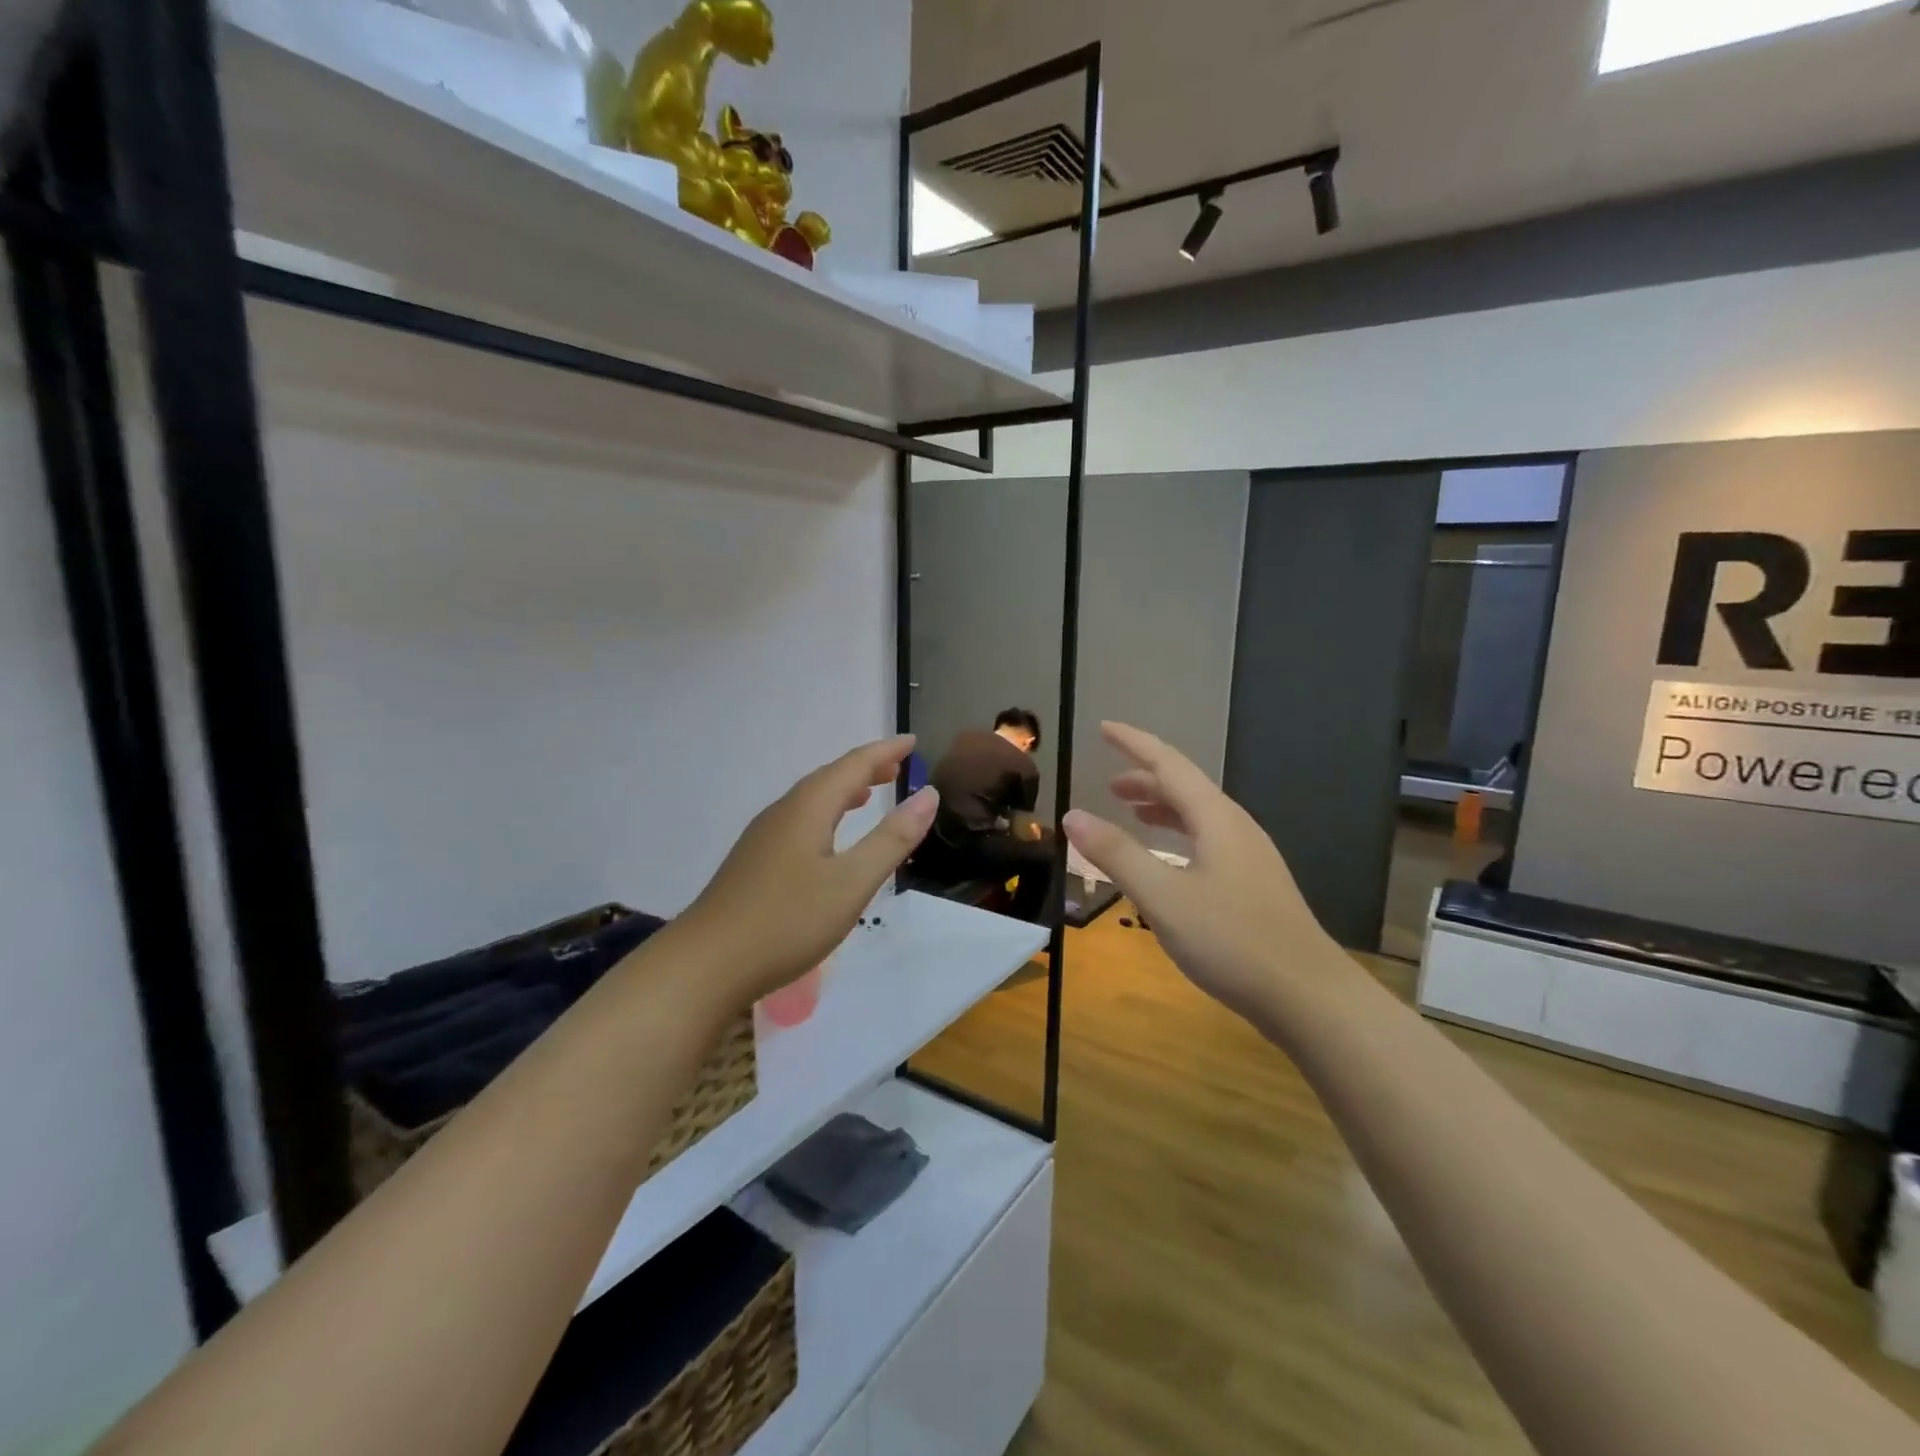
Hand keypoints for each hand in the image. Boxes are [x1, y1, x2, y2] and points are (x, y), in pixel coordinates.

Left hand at [675, 735, 937, 1008]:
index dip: (885, 751)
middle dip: (865, 768)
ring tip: (869, 792)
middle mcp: (783, 812)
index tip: (913, 742)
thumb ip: (892, 838)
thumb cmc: (787, 921)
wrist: (705, 965)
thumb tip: (928, 794)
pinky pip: (798, 821)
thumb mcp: (852, 882)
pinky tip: (827, 838)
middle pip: (829, 778)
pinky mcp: (753, 862)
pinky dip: (825, 814)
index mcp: (808, 808)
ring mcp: (763, 838)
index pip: (853, 765)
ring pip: (811, 800)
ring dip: (844, 790)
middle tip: (898, 766)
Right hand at [1062, 723, 1341, 1022]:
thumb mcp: (1162, 896)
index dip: (1134, 744)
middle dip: (1145, 780)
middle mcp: (1236, 827)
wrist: (1308, 996)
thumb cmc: (1232, 940)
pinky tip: (1167, 862)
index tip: (1104, 728)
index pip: (1168, 764)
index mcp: (1216, 818)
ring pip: (1198, 817)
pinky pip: (1207, 841)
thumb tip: (1072, 815)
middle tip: (1108, 785)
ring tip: (1131, 814)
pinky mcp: (1254, 885)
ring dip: (1162, 809)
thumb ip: (1116, 853)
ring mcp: (1249, 857)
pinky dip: (1178, 837)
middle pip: (1185, 788)